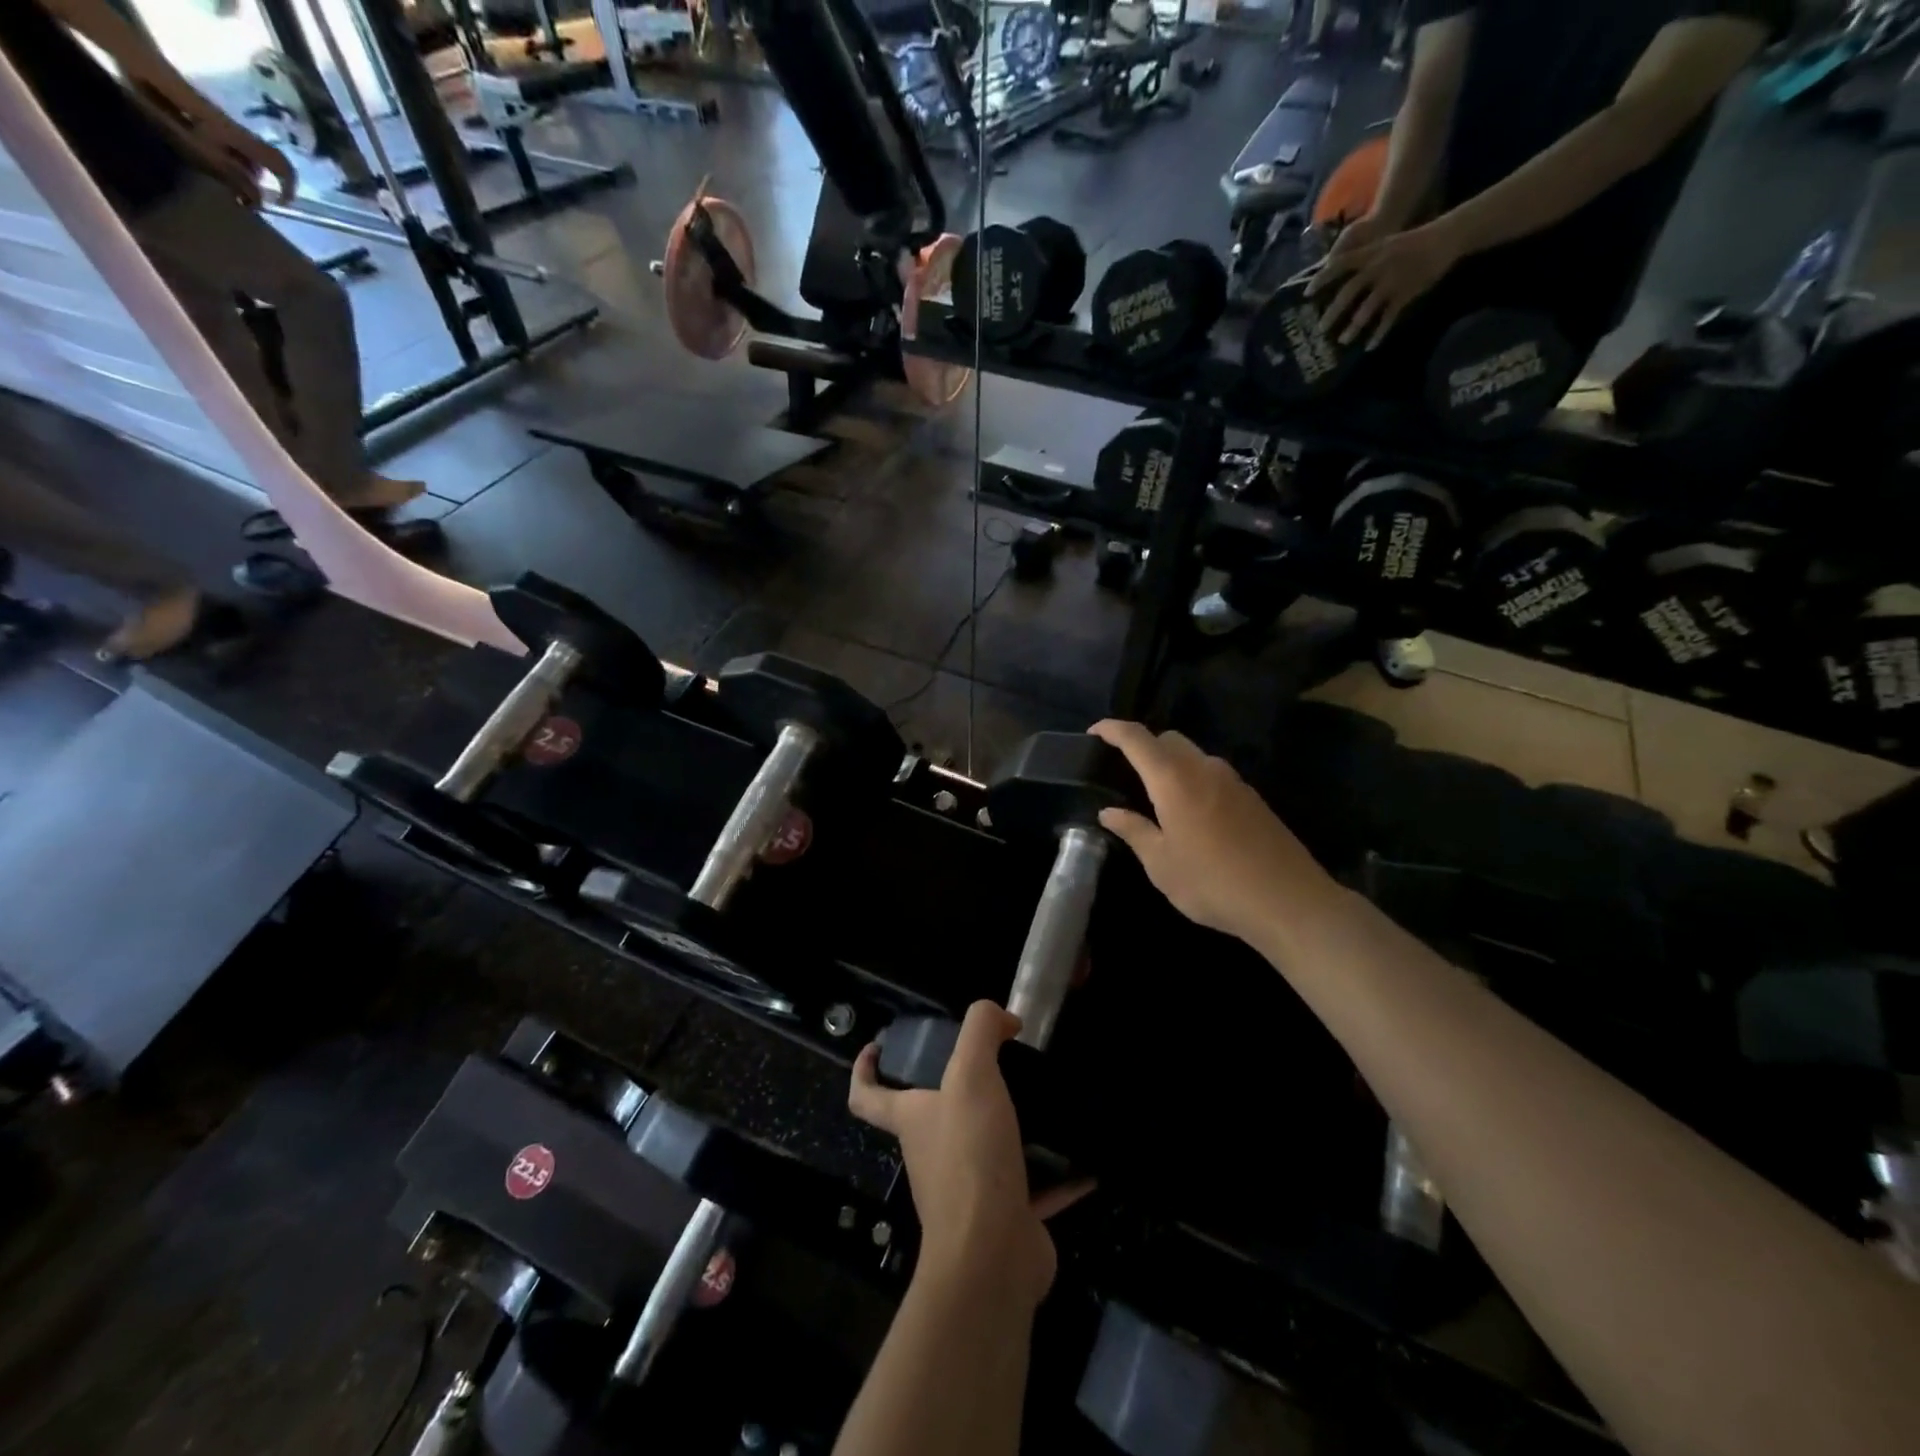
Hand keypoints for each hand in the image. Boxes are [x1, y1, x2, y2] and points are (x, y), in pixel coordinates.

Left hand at [126, 64, 296, 206]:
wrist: (147, 74)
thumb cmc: (176, 113)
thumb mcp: (206, 151)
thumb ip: (235, 176)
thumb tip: (260, 198)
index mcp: (247, 144)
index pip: (284, 168)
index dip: (289, 188)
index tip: (279, 203)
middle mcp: (243, 138)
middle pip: (265, 167)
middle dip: (258, 185)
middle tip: (241, 198)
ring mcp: (227, 130)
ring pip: (247, 160)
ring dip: (240, 175)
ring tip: (221, 183)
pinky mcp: (211, 124)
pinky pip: (231, 150)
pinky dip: (227, 163)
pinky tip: (209, 165)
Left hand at [849, 1002, 1089, 1305]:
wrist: (992, 1257)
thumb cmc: (970, 1156)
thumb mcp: (971, 1075)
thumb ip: (981, 1031)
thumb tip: (1002, 1018)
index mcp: (913, 1121)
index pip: (867, 1096)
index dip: (865, 1070)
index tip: (878, 1047)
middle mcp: (932, 1155)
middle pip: (934, 1119)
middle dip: (959, 1092)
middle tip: (998, 1066)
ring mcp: (968, 1193)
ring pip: (985, 1151)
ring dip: (1011, 1130)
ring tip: (1044, 1102)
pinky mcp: (1005, 1219)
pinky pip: (1032, 1189)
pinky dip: (1056, 1175)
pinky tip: (1085, 1160)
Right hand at [1090, 720, 1334, 943]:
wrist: (1288, 901)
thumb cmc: (1213, 883)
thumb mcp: (1161, 864)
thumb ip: (1134, 831)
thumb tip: (1109, 812)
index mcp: (1174, 780)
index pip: (1136, 738)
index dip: (1112, 729)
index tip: (1094, 732)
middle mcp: (1204, 769)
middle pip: (1167, 740)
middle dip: (1142, 746)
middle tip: (1124, 773)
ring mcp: (1233, 781)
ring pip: (1193, 756)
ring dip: (1170, 764)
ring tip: (1155, 798)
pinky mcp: (1252, 797)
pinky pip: (1212, 774)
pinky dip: (1192, 780)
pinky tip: (1190, 814)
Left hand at [1306, 218, 1461, 348]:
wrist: (1444, 238)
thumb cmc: (1409, 242)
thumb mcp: (1383, 244)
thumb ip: (1362, 259)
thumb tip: (1335, 272)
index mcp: (1371, 253)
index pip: (1340, 264)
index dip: (1322, 278)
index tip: (1306, 294)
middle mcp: (1379, 267)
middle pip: (1350, 291)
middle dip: (1333, 311)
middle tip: (1320, 329)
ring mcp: (1392, 281)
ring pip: (1368, 308)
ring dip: (1354, 326)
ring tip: (1342, 341)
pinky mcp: (1406, 293)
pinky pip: (1389, 318)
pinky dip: (1379, 333)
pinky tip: (1369, 347)